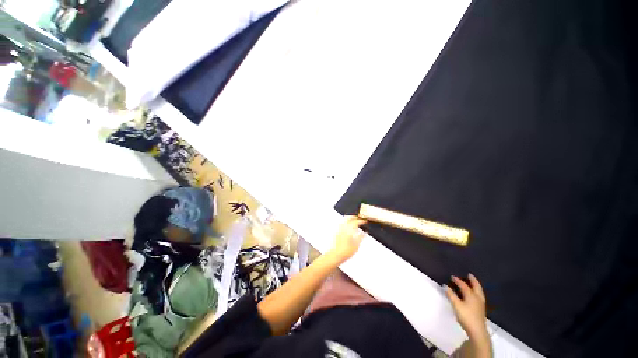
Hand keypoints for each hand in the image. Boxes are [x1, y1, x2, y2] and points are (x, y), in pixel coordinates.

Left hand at [330, 216, 366, 260]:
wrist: (336, 255)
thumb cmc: (345, 251)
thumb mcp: (357, 245)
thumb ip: (361, 237)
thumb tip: (365, 232)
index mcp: (349, 229)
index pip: (356, 221)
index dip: (362, 220)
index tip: (365, 221)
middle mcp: (343, 227)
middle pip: (349, 217)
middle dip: (355, 217)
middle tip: (360, 219)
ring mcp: (339, 229)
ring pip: (345, 220)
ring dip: (350, 219)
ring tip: (355, 221)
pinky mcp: (337, 231)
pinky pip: (342, 223)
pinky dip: (346, 222)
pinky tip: (349, 227)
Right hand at [445, 274, 488, 340]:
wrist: (477, 331)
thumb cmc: (466, 316)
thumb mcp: (456, 305)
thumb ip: (451, 295)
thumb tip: (445, 286)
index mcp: (471, 295)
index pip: (464, 285)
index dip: (458, 281)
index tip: (452, 277)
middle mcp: (477, 297)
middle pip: (476, 287)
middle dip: (473, 280)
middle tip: (469, 275)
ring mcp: (480, 303)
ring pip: (479, 291)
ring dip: (476, 286)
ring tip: (473, 283)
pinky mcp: (481, 309)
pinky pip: (479, 296)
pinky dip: (477, 291)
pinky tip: (475, 294)